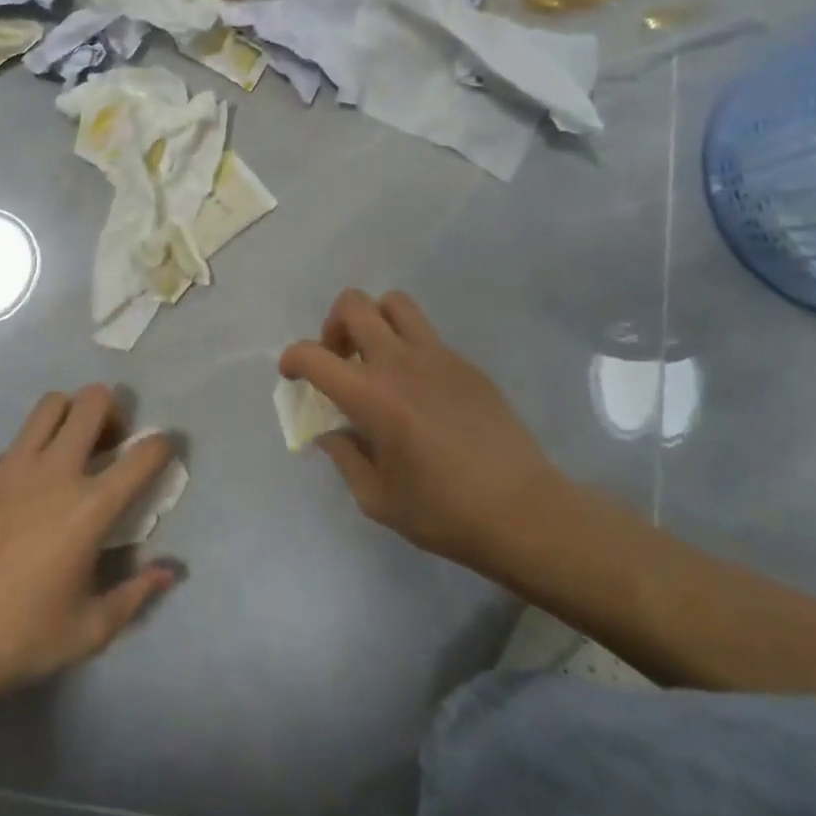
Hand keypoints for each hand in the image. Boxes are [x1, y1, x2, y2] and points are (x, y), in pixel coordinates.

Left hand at [0, 386, 179, 705]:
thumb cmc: (22, 639)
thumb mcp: (91, 629)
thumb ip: (136, 594)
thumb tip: (170, 571)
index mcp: (90, 507)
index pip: (145, 453)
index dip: (162, 446)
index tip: (160, 452)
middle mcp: (54, 472)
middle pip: (93, 401)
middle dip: (111, 412)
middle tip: (108, 443)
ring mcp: (10, 466)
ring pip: (50, 406)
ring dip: (68, 417)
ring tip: (66, 450)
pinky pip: (9, 447)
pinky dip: (24, 459)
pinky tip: (14, 497)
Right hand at [279, 289, 567, 572]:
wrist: (523, 511)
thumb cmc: (443, 512)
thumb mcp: (377, 498)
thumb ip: (345, 457)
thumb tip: (332, 432)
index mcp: (371, 397)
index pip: (313, 356)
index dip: (292, 358)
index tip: (292, 374)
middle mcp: (399, 362)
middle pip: (354, 304)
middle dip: (333, 325)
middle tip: (339, 358)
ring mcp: (437, 356)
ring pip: (394, 303)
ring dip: (374, 320)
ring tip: (376, 357)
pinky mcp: (465, 363)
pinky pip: (426, 335)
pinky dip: (408, 346)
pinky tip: (418, 389)